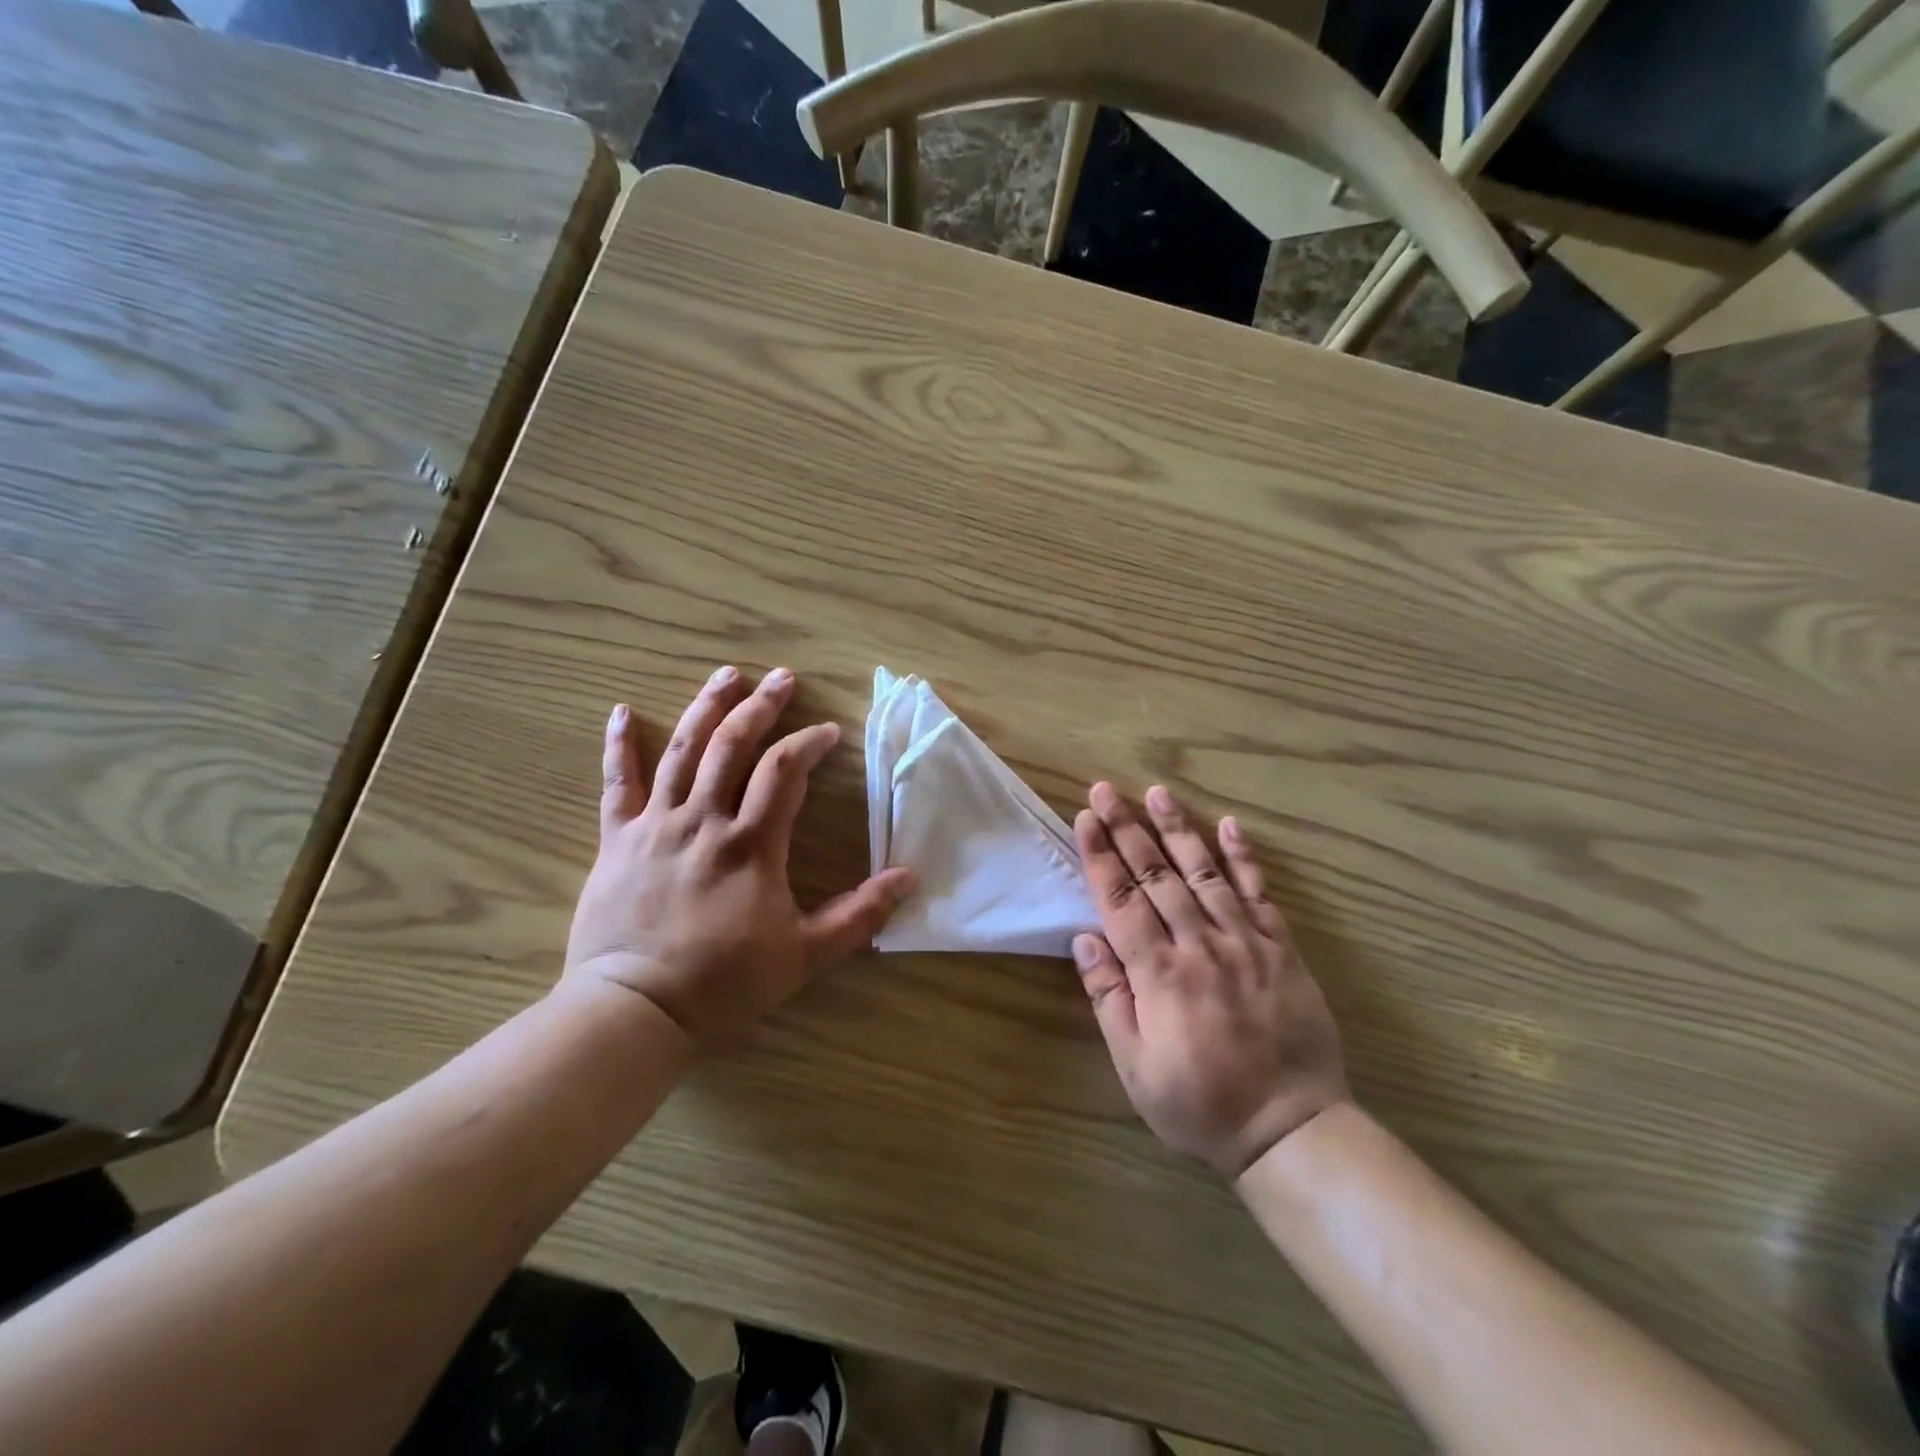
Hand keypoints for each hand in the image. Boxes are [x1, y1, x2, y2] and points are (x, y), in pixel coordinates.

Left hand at [564, 666, 916, 1047]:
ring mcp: (656, 825)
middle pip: (733, 745)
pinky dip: (619, 745)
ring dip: (706, 708)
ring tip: (726, 674)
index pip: (785, 772)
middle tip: (782, 678)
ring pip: (682, 751)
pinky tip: (622, 712)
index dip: (809, 743)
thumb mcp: (806, 954)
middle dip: (761, 707)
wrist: (635, 1009)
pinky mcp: (617, 840)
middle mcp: (703, 820)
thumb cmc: (725, 981)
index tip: (828, 732)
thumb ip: (860, 915)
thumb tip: (910, 877)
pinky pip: (616, 783)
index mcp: (751, 844)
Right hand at [1071, 783, 1347, 1178]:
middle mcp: (1200, 946)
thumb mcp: (1135, 1066)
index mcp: (1159, 974)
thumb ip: (1109, 999)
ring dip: (1178, 829)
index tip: (1085, 819)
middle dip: (1127, 828)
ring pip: (1204, 873)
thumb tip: (1085, 939)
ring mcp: (1245, 943)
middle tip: (1107, 790)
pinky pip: (1260, 894)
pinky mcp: (1281, 949)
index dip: (1100, 856)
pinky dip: (1244, 858)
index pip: (1121, 901)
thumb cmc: (1200, 1104)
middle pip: (1156, 876)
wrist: (1290, 1129)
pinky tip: (1229, 825)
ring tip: (1157, 793)